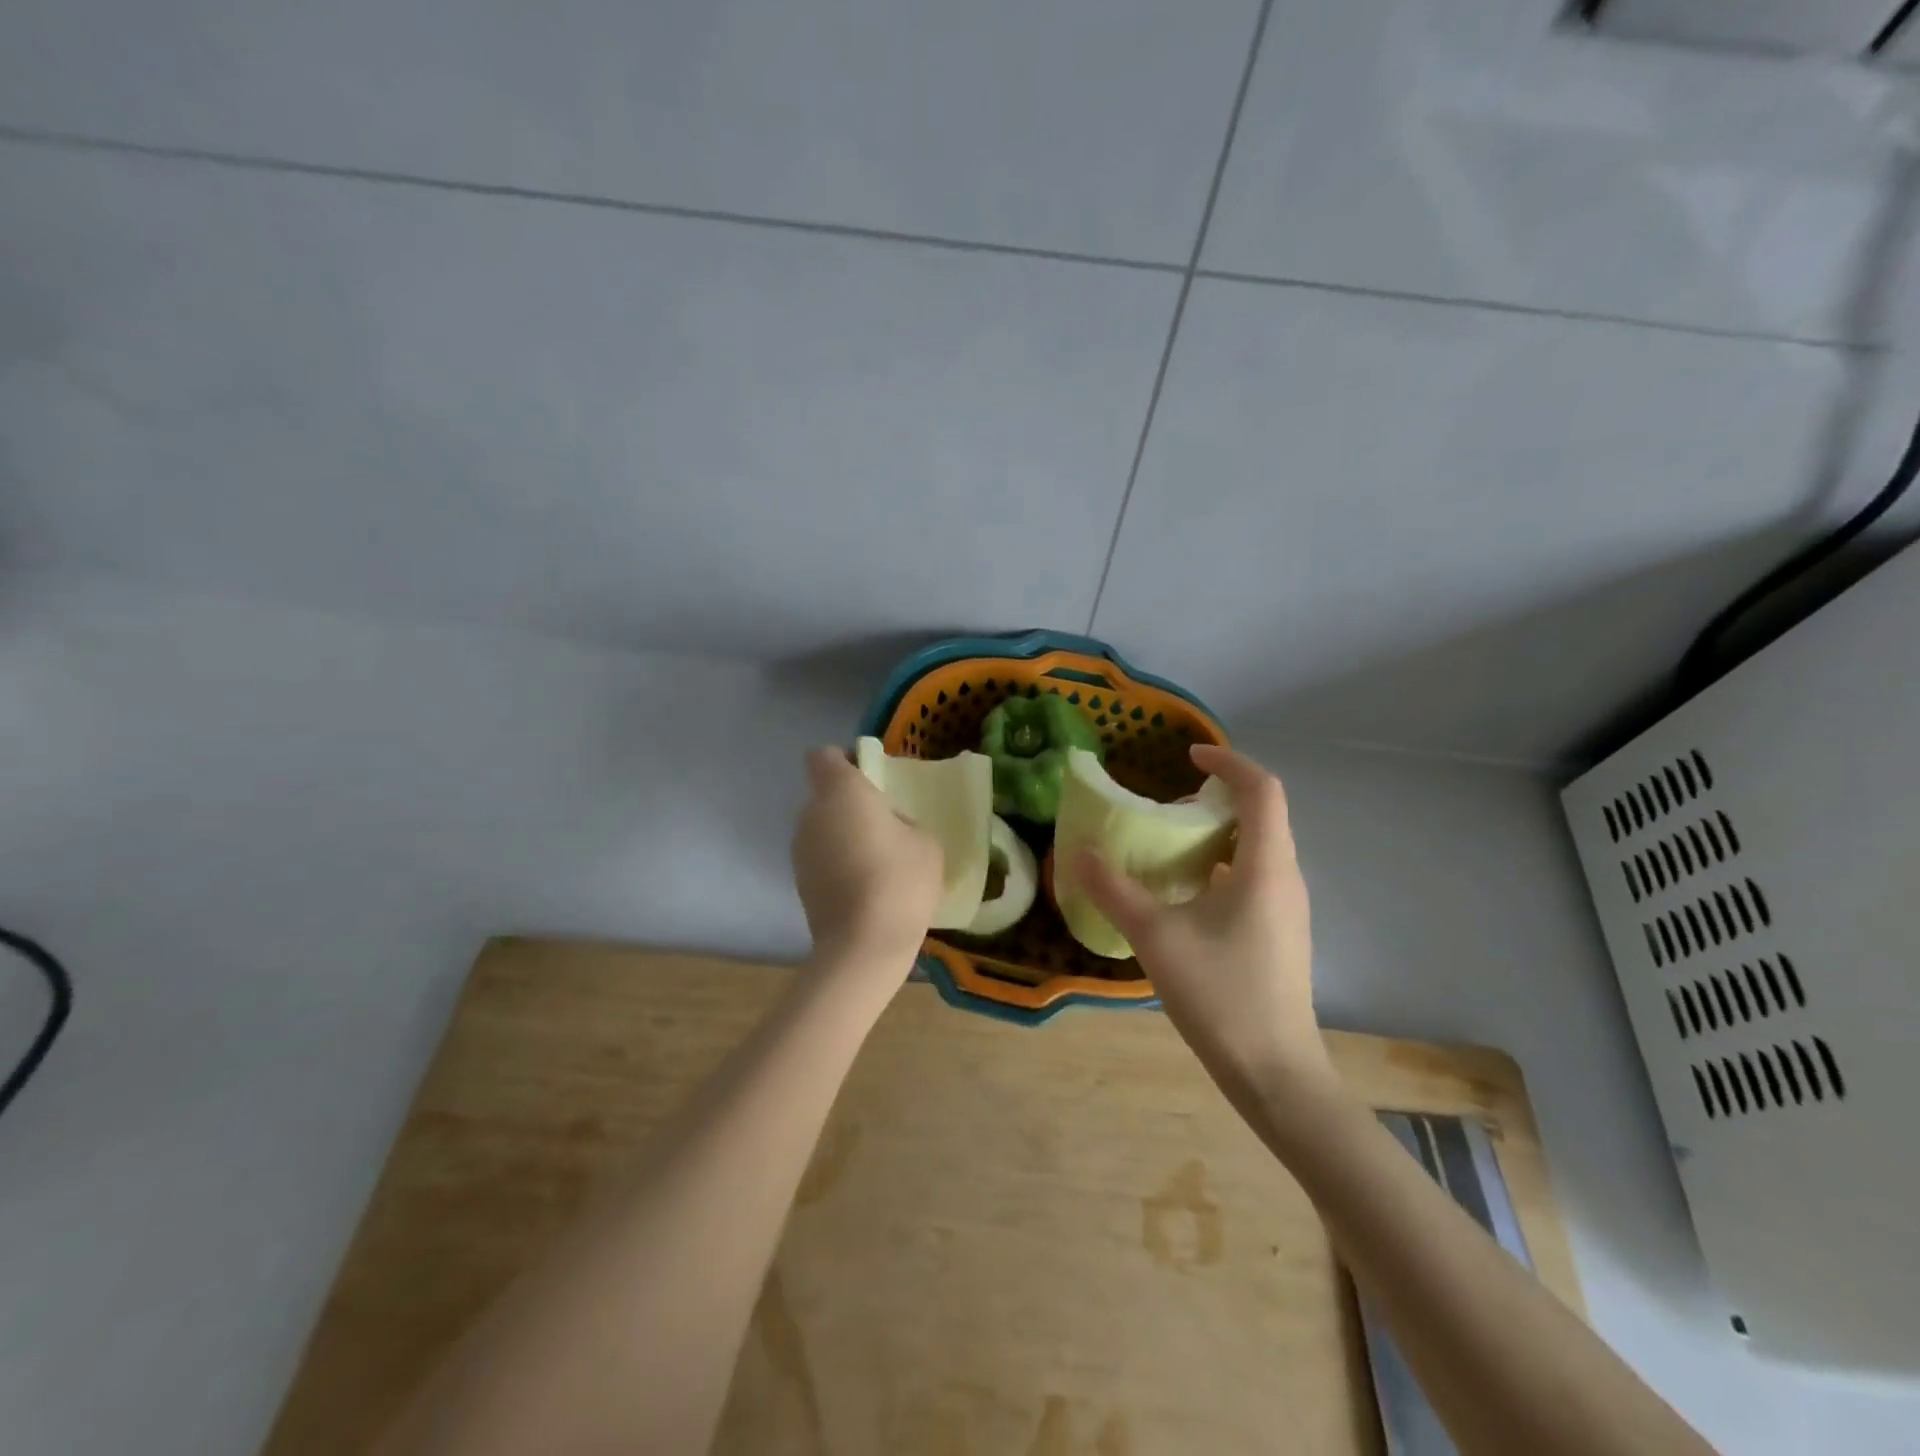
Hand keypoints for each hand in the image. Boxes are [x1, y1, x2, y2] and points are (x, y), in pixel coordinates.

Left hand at [791, 747, 943, 970]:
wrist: (864, 946)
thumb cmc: (900, 880)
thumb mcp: (926, 841)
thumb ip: (904, 821)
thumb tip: (890, 827)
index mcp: (841, 791)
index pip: (824, 756)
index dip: (845, 761)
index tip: (871, 778)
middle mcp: (811, 813)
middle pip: (825, 795)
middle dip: (850, 803)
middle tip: (885, 824)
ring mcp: (800, 850)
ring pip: (822, 828)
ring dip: (843, 835)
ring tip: (877, 861)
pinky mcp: (799, 883)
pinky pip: (821, 858)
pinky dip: (838, 863)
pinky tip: (865, 887)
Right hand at [1075, 745, 1331, 1094]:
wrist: (1276, 1074)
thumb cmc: (1221, 996)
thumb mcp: (1156, 938)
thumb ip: (1114, 891)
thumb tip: (1078, 853)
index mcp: (1265, 867)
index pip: (1262, 789)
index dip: (1228, 762)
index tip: (1187, 757)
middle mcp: (1286, 877)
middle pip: (1261, 814)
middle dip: (1216, 797)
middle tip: (1167, 808)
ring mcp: (1288, 907)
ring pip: (1257, 847)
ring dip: (1217, 833)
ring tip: (1170, 846)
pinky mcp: (1281, 932)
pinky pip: (1254, 876)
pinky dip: (1221, 864)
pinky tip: (1187, 893)